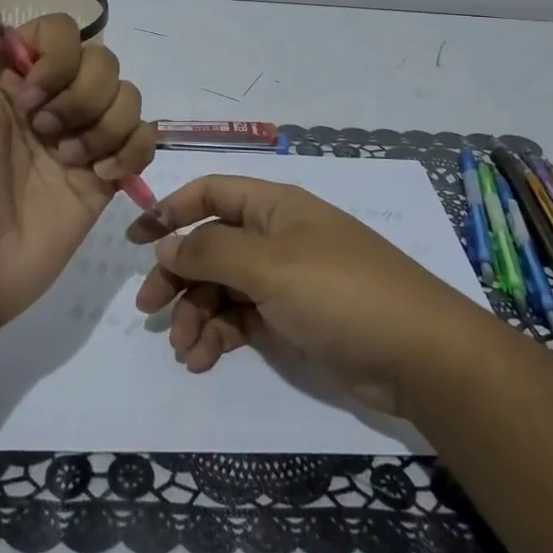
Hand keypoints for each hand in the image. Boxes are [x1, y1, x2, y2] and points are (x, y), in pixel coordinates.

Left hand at [0, 13, 156, 326]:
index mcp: (13, 79)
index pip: (61, 32)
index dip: (57, 56)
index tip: (29, 95)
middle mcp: (52, 100)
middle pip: (102, 61)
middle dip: (81, 96)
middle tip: (44, 133)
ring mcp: (82, 138)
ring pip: (129, 96)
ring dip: (104, 127)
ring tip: (69, 162)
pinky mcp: (105, 176)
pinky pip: (145, 139)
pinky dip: (132, 152)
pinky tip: (101, 177)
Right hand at [132, 176, 492, 416]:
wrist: (418, 354)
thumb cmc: (340, 291)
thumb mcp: (270, 265)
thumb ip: (212, 252)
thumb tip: (167, 243)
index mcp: (274, 207)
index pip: (212, 193)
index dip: (171, 209)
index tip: (135, 238)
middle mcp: (276, 238)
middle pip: (211, 246)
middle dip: (178, 274)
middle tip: (149, 311)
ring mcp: (285, 281)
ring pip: (223, 288)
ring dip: (197, 313)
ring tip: (185, 349)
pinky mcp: (292, 320)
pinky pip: (242, 319)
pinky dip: (219, 336)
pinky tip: (204, 359)